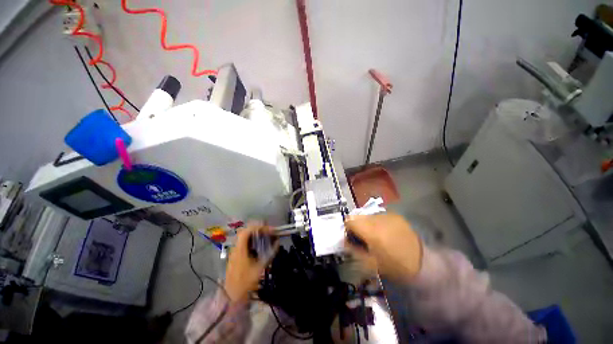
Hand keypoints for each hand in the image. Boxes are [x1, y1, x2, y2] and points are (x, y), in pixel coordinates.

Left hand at [224, 223, 276, 304]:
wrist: (231, 296)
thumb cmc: (245, 282)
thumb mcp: (260, 268)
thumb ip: (270, 254)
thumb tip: (277, 242)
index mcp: (240, 249)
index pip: (247, 231)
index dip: (258, 226)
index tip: (268, 228)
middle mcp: (236, 248)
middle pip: (245, 231)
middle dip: (258, 228)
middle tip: (268, 230)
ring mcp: (235, 252)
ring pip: (244, 237)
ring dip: (255, 234)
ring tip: (266, 235)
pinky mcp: (236, 256)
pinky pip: (244, 243)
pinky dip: (252, 240)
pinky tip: (259, 244)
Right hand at [345, 213, 422, 282]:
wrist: (424, 264)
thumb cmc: (394, 267)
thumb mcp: (370, 263)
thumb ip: (354, 249)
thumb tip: (344, 240)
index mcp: (371, 231)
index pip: (349, 220)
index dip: (347, 229)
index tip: (352, 238)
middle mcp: (378, 218)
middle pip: (358, 216)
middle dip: (357, 226)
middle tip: (364, 239)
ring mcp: (388, 215)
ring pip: (368, 215)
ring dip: (367, 224)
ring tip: (376, 236)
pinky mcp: (396, 215)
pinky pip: (379, 216)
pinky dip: (377, 223)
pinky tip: (386, 233)